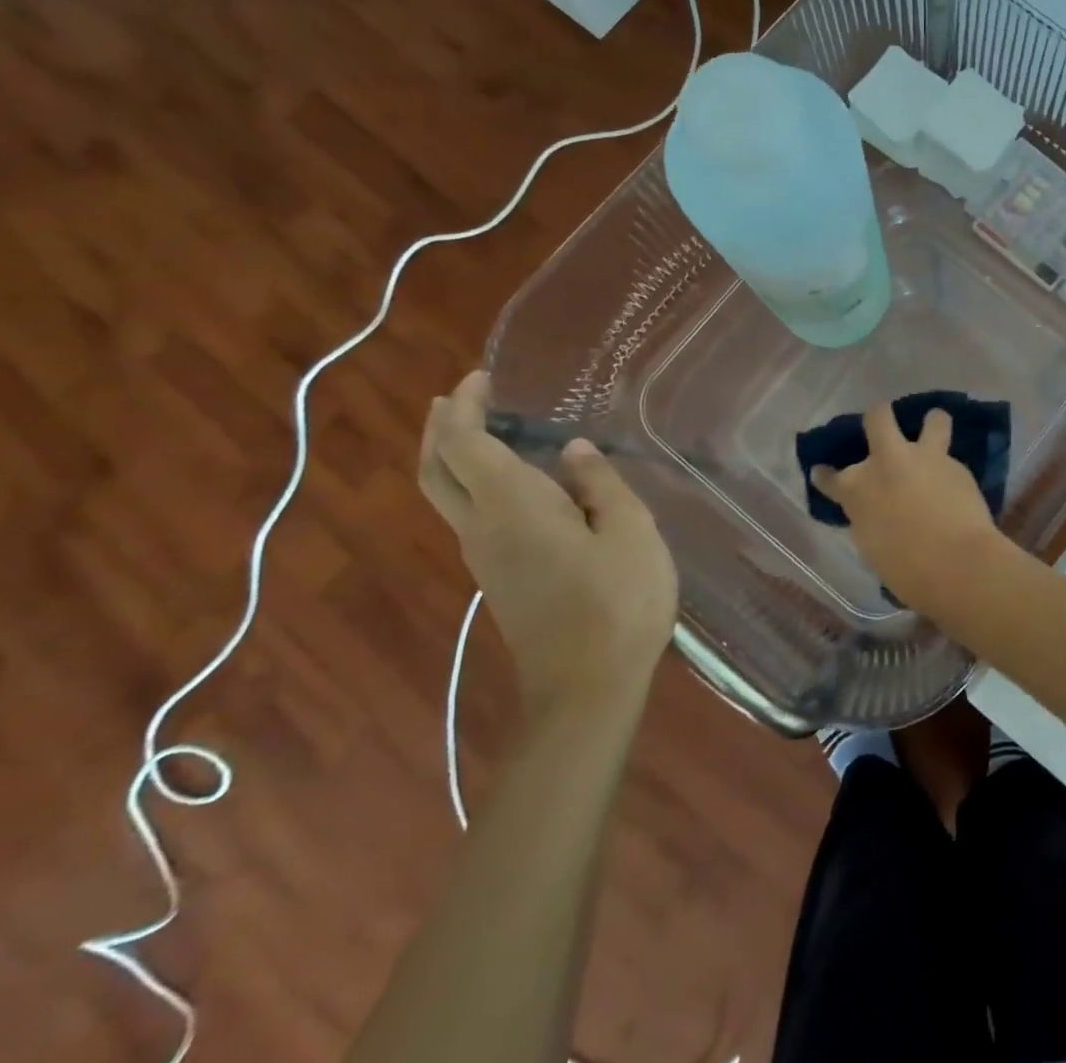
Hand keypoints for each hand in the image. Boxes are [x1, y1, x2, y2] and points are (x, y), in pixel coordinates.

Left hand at [419, 372, 678, 720]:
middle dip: (440, 427)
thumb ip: (600, 483)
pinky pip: (470, 515)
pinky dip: (474, 482)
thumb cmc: (617, 600)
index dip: (466, 406)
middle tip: (459, 396)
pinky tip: (511, 480)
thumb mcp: (629, 530)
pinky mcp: (500, 578)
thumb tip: (572, 450)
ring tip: (481, 427)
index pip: (465, 443)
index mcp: (512, 506)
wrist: (587, 688)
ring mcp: (485, 557)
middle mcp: (482, 527)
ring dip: (453, 454)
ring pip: (447, 495)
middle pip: (436, 470)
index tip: (481, 377)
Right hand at [809, 404, 1003, 605]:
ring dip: (932, 423)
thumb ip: (870, 516)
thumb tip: (877, 508)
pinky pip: (952, 460)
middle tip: (883, 429)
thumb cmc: (906, 570)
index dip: (825, 476)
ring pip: (933, 420)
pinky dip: (950, 470)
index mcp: (856, 489)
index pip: (829, 478)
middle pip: (877, 417)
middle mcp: (886, 462)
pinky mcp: (958, 466)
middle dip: (878, 418)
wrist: (956, 563)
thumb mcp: (872, 545)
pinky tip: (956, 485)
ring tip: (934, 431)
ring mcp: (924, 458)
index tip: (822, 473)